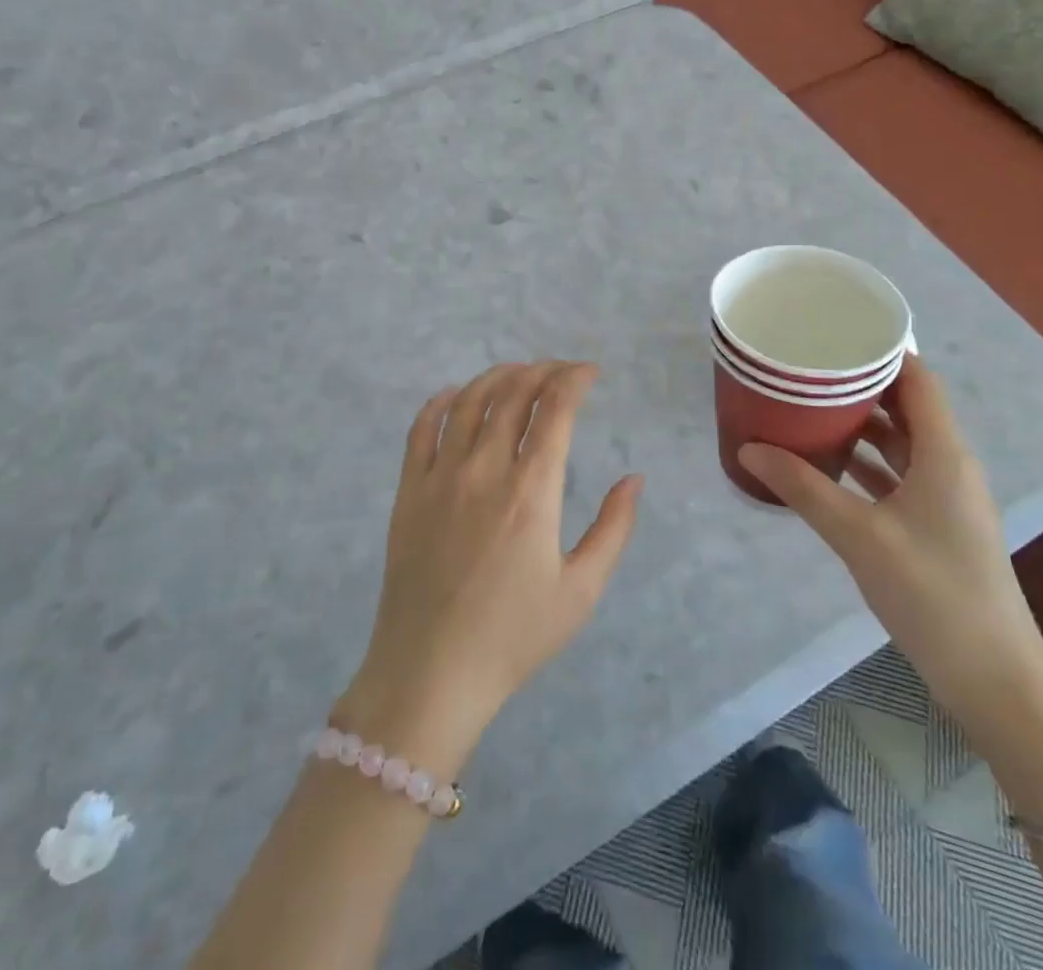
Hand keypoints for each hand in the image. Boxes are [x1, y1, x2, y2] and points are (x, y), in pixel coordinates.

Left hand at [339, 362, 641, 771]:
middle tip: (562, 372)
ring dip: (497, 377)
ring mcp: (440, 476)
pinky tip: (455, 395)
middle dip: (543, 371)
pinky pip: (421, 428)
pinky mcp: (409, 490)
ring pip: (468, 401)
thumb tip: (634, 479)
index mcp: (531, 491)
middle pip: (513, 394)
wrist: (430, 672)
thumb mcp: (581, 591)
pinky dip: (441, 401)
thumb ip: (613, 529)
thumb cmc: (513, 636)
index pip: (555, 410)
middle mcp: (484, 469)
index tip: (591, 373)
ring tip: (518, 373)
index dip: (575, 380)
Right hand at [737, 357, 1042, 730]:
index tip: (835, 336)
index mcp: (944, 454)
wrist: (995, 680)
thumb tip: (748, 448)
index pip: (918, 380)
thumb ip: (803, 488)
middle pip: (908, 407)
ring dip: (863, 425)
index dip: (881, 352)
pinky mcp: (938, 526)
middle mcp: (950, 466)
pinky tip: (830, 465)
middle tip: (809, 370)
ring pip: (903, 443)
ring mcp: (947, 499)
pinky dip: (868, 463)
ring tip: (811, 408)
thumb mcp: (859, 536)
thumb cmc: (933, 594)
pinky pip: (900, 476)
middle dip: (861, 385)